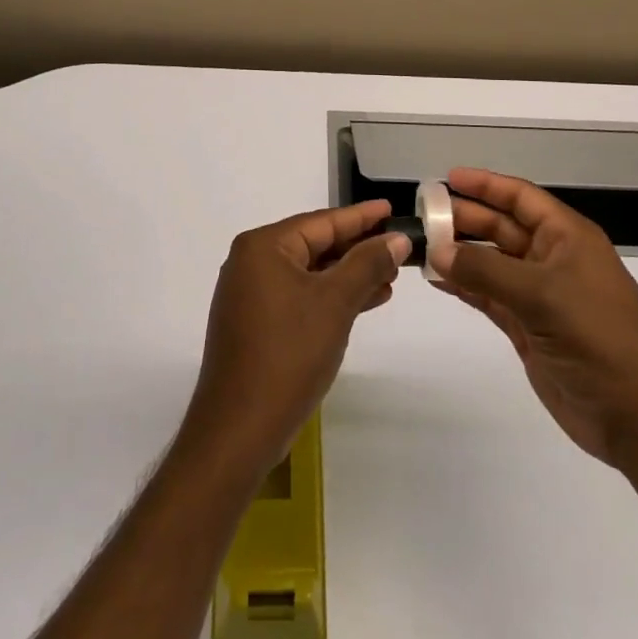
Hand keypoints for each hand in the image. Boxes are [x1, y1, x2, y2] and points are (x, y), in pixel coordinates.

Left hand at [182, 201, 407, 472]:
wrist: (239, 430)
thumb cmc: (288, 355)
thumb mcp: (335, 303)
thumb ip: (367, 264)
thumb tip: (396, 238)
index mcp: (263, 247)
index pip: (321, 222)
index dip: (361, 217)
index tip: (391, 208)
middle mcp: (251, 263)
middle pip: (314, 245)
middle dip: (357, 249)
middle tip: (398, 247)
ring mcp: (250, 295)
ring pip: (309, 274)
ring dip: (348, 276)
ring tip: (390, 279)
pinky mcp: (255, 324)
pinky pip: (299, 297)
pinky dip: (330, 298)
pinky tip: (362, 303)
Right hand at [428, 168, 637, 471]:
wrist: (636, 416)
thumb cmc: (597, 338)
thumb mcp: (542, 295)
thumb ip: (485, 271)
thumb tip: (436, 252)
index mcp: (568, 238)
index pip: (522, 197)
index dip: (486, 185)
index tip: (447, 179)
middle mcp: (553, 259)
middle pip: (502, 227)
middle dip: (465, 219)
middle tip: (423, 217)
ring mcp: (540, 295)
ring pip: (492, 262)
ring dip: (460, 254)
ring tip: (421, 246)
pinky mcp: (528, 326)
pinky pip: (489, 295)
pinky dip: (464, 286)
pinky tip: (436, 280)